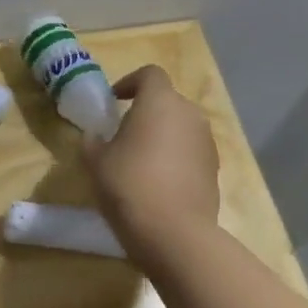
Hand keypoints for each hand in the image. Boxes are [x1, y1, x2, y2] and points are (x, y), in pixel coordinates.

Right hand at [82, 66, 220, 255]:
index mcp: (160, 101)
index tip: (114, 101)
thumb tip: (95, 136)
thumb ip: (93, 141)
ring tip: (141, 161)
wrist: (175, 234)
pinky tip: (158, 183)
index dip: (130, 82)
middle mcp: (189, 114)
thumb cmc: (130, 185)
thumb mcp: (96, 161)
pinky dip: (176, 158)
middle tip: (124, 134)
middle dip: (146, 112)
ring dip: (163, 136)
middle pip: (167, 101)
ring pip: (181, 128)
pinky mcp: (215, 170)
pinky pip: (191, 152)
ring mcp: (206, 143)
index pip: (149, 74)